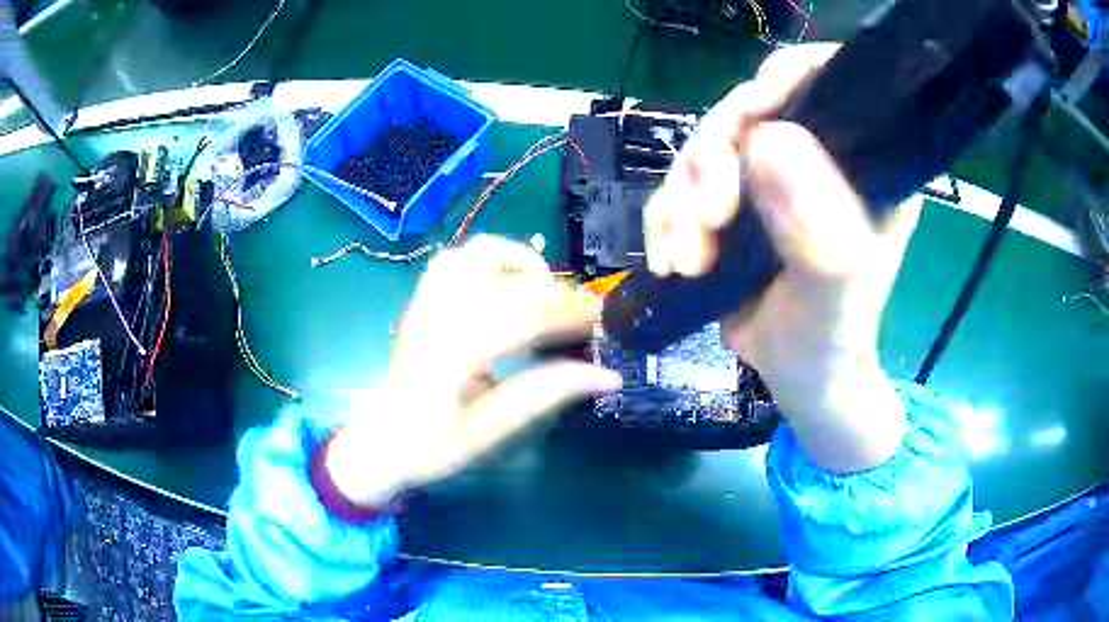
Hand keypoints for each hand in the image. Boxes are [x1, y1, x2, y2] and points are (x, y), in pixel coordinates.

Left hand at [326, 235, 621, 505]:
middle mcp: (438, 316)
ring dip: (524, 264)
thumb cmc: (431, 446)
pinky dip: (494, 259)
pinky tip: (511, 284)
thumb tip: (607, 375)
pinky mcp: (423, 299)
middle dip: (558, 293)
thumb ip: (544, 396)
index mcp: (452, 354)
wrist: (380, 439)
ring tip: (550, 291)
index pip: (522, 315)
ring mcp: (427, 302)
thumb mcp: (489, 433)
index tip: (604, 323)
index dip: (569, 313)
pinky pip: (459, 258)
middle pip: (510, 283)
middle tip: (590, 313)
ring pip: (479, 254)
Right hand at [644, 43, 920, 471]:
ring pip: (706, 150)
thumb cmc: (832, 336)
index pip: (825, 84)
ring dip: (683, 201)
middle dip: (715, 161)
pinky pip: (682, 186)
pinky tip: (669, 260)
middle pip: (749, 113)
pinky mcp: (733, 199)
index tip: (749, 118)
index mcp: (863, 161)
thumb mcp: (835, 289)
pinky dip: (666, 219)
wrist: (801, 375)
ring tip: (688, 259)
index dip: (783, 81)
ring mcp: (770, 175)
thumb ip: (817, 225)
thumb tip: (767, 140)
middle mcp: (816, 155)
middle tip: (708, 221)